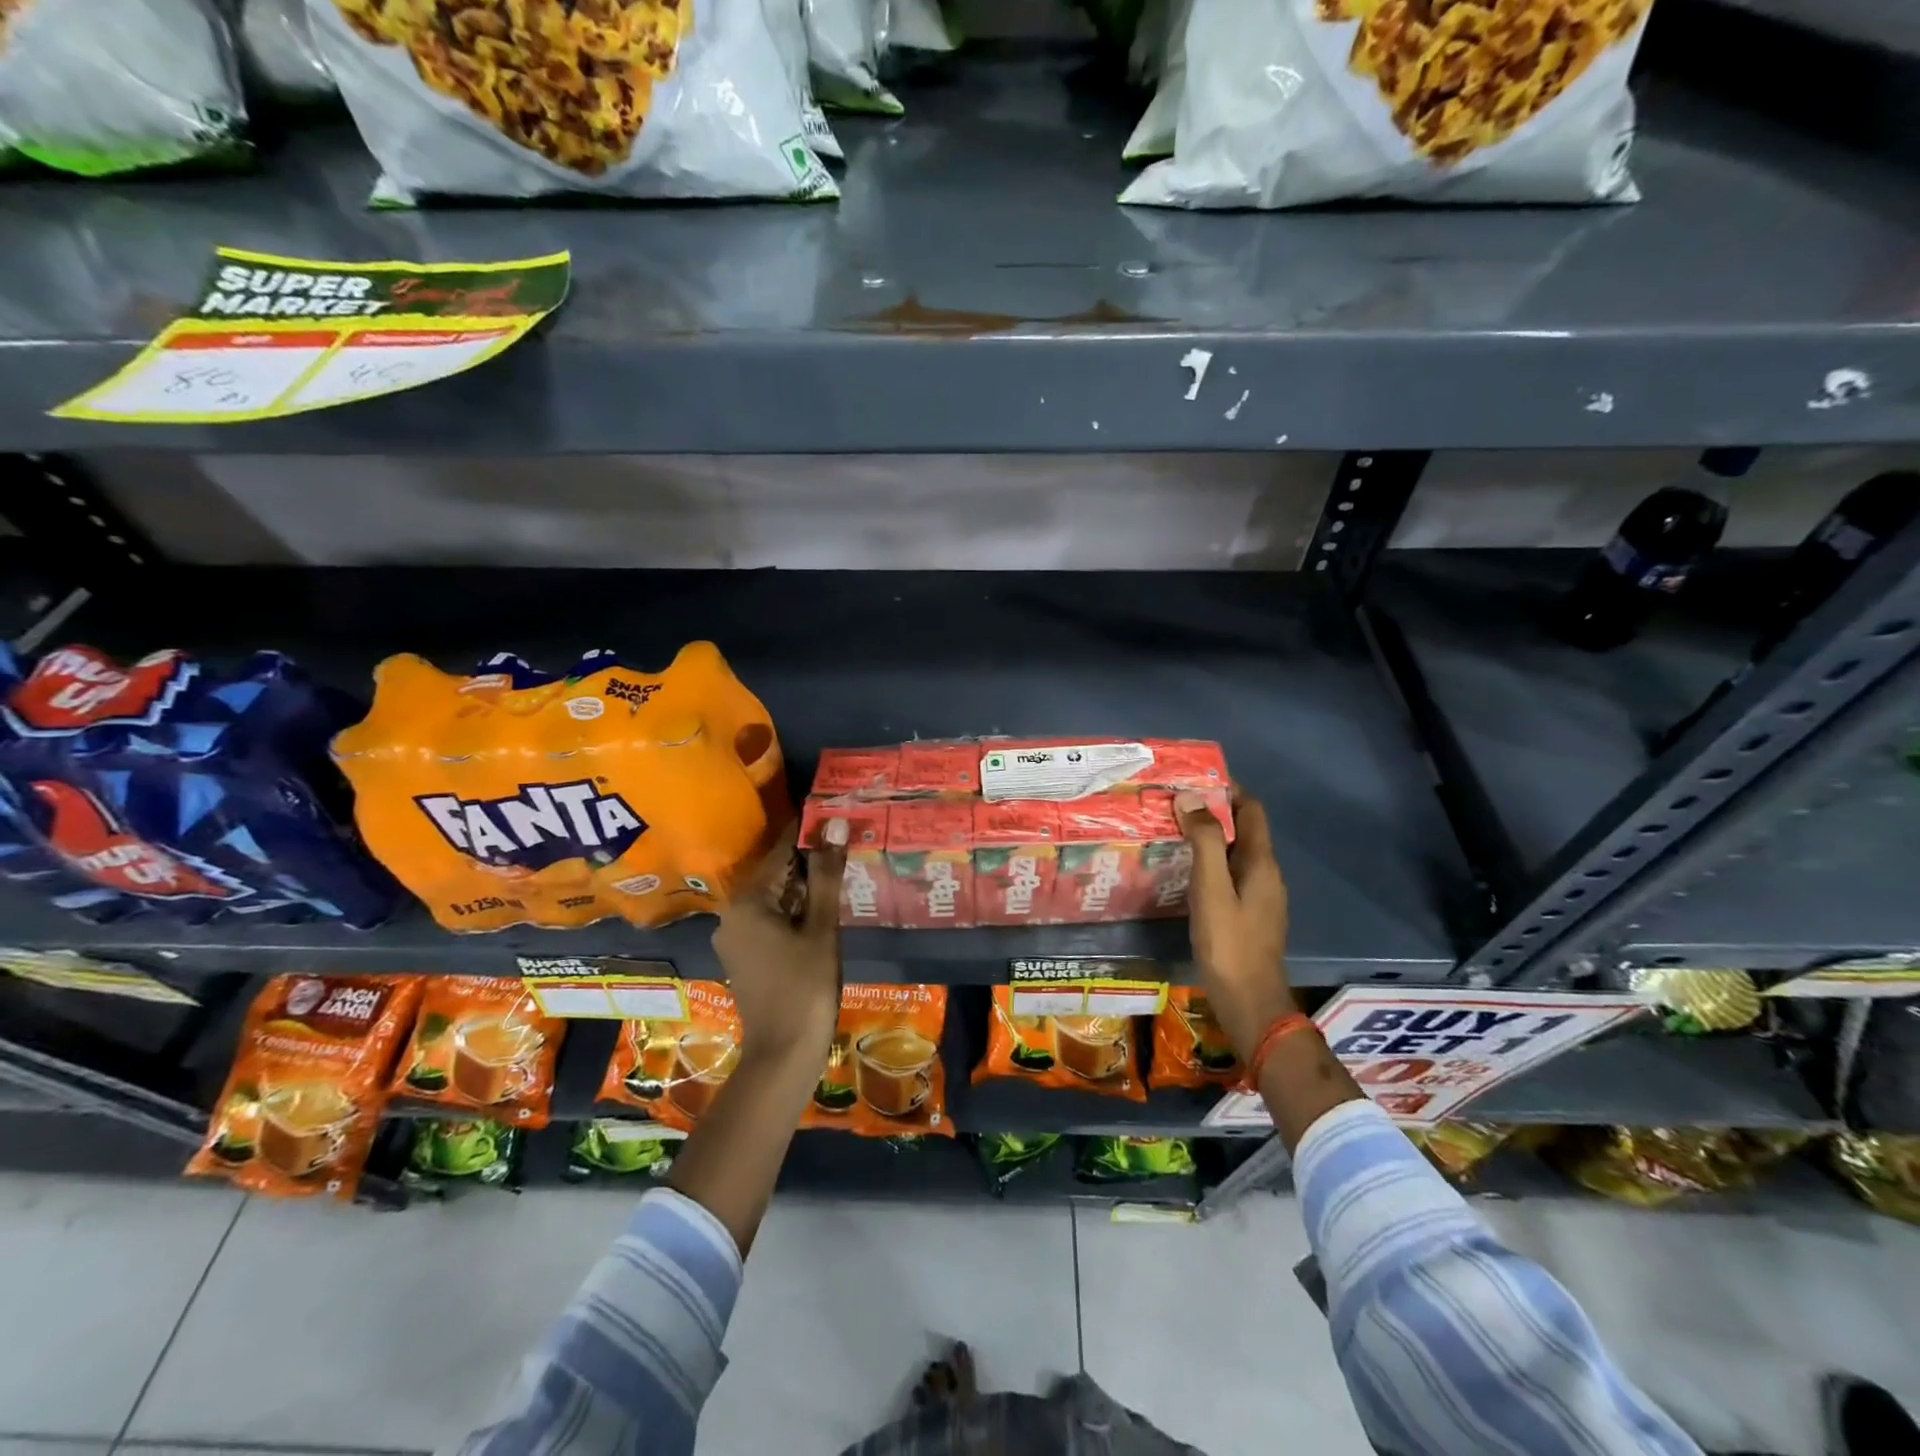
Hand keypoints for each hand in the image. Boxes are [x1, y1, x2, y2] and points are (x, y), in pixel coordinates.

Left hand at [712, 816, 846, 1072]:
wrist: (783, 1055)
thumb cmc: (805, 987)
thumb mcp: (821, 927)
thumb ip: (827, 874)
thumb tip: (835, 823)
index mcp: (747, 902)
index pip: (781, 852)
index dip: (808, 832)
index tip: (833, 811)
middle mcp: (732, 915)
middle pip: (775, 874)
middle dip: (809, 859)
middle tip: (844, 841)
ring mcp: (736, 939)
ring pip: (774, 898)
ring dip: (804, 886)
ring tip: (839, 870)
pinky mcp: (745, 958)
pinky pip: (770, 920)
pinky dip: (795, 910)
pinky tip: (821, 909)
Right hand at [1175, 789, 1293, 1064]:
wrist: (1249, 1001)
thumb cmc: (1228, 942)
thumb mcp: (1211, 888)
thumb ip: (1205, 841)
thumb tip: (1191, 798)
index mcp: (1261, 862)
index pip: (1251, 810)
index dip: (1228, 789)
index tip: (1194, 779)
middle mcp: (1266, 874)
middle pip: (1244, 830)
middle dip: (1213, 812)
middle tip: (1174, 805)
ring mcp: (1260, 898)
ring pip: (1236, 854)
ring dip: (1210, 839)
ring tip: (1174, 833)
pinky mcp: (1249, 916)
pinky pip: (1230, 876)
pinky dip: (1211, 864)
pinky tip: (1185, 874)